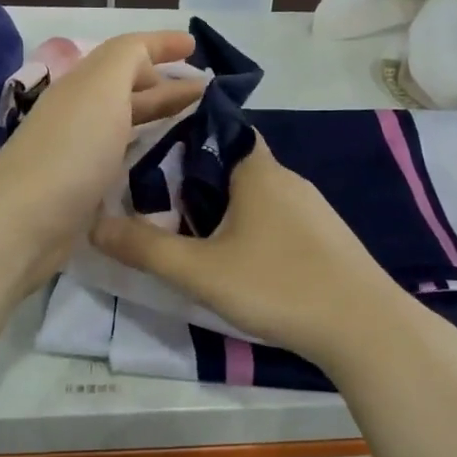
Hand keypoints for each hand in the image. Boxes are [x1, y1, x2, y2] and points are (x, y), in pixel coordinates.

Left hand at [0, 31, 203, 286]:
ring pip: (127, 122)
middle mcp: (82, 112)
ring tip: (197, 124)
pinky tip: (167, 163)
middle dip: (166, 84)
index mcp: (86, 83)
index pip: (127, 52)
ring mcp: (81, 151)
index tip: (196, 47)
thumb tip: (148, 57)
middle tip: (208, 93)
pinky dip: (147, 152)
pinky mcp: (84, 187)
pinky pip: (123, 158)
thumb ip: (128, 58)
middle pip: (128, 88)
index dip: (160, 44)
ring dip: (159, 116)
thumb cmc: (71, 148)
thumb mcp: (103, 87)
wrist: (24, 222)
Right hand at [92, 136, 416, 369]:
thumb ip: (145, 248)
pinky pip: (278, 219)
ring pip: (255, 195)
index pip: (216, 130)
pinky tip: (242, 263)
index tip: (149, 163)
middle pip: (231, 164)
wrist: (363, 327)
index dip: (182, 140)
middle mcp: (287, 178)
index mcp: (257, 169)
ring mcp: (312, 208)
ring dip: (224, 209)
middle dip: (194, 182)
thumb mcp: (200, 271)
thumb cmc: (277, 285)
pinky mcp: (326, 237)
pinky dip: (252, 229)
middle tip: (158, 208)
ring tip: (192, 238)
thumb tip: (93, 225)